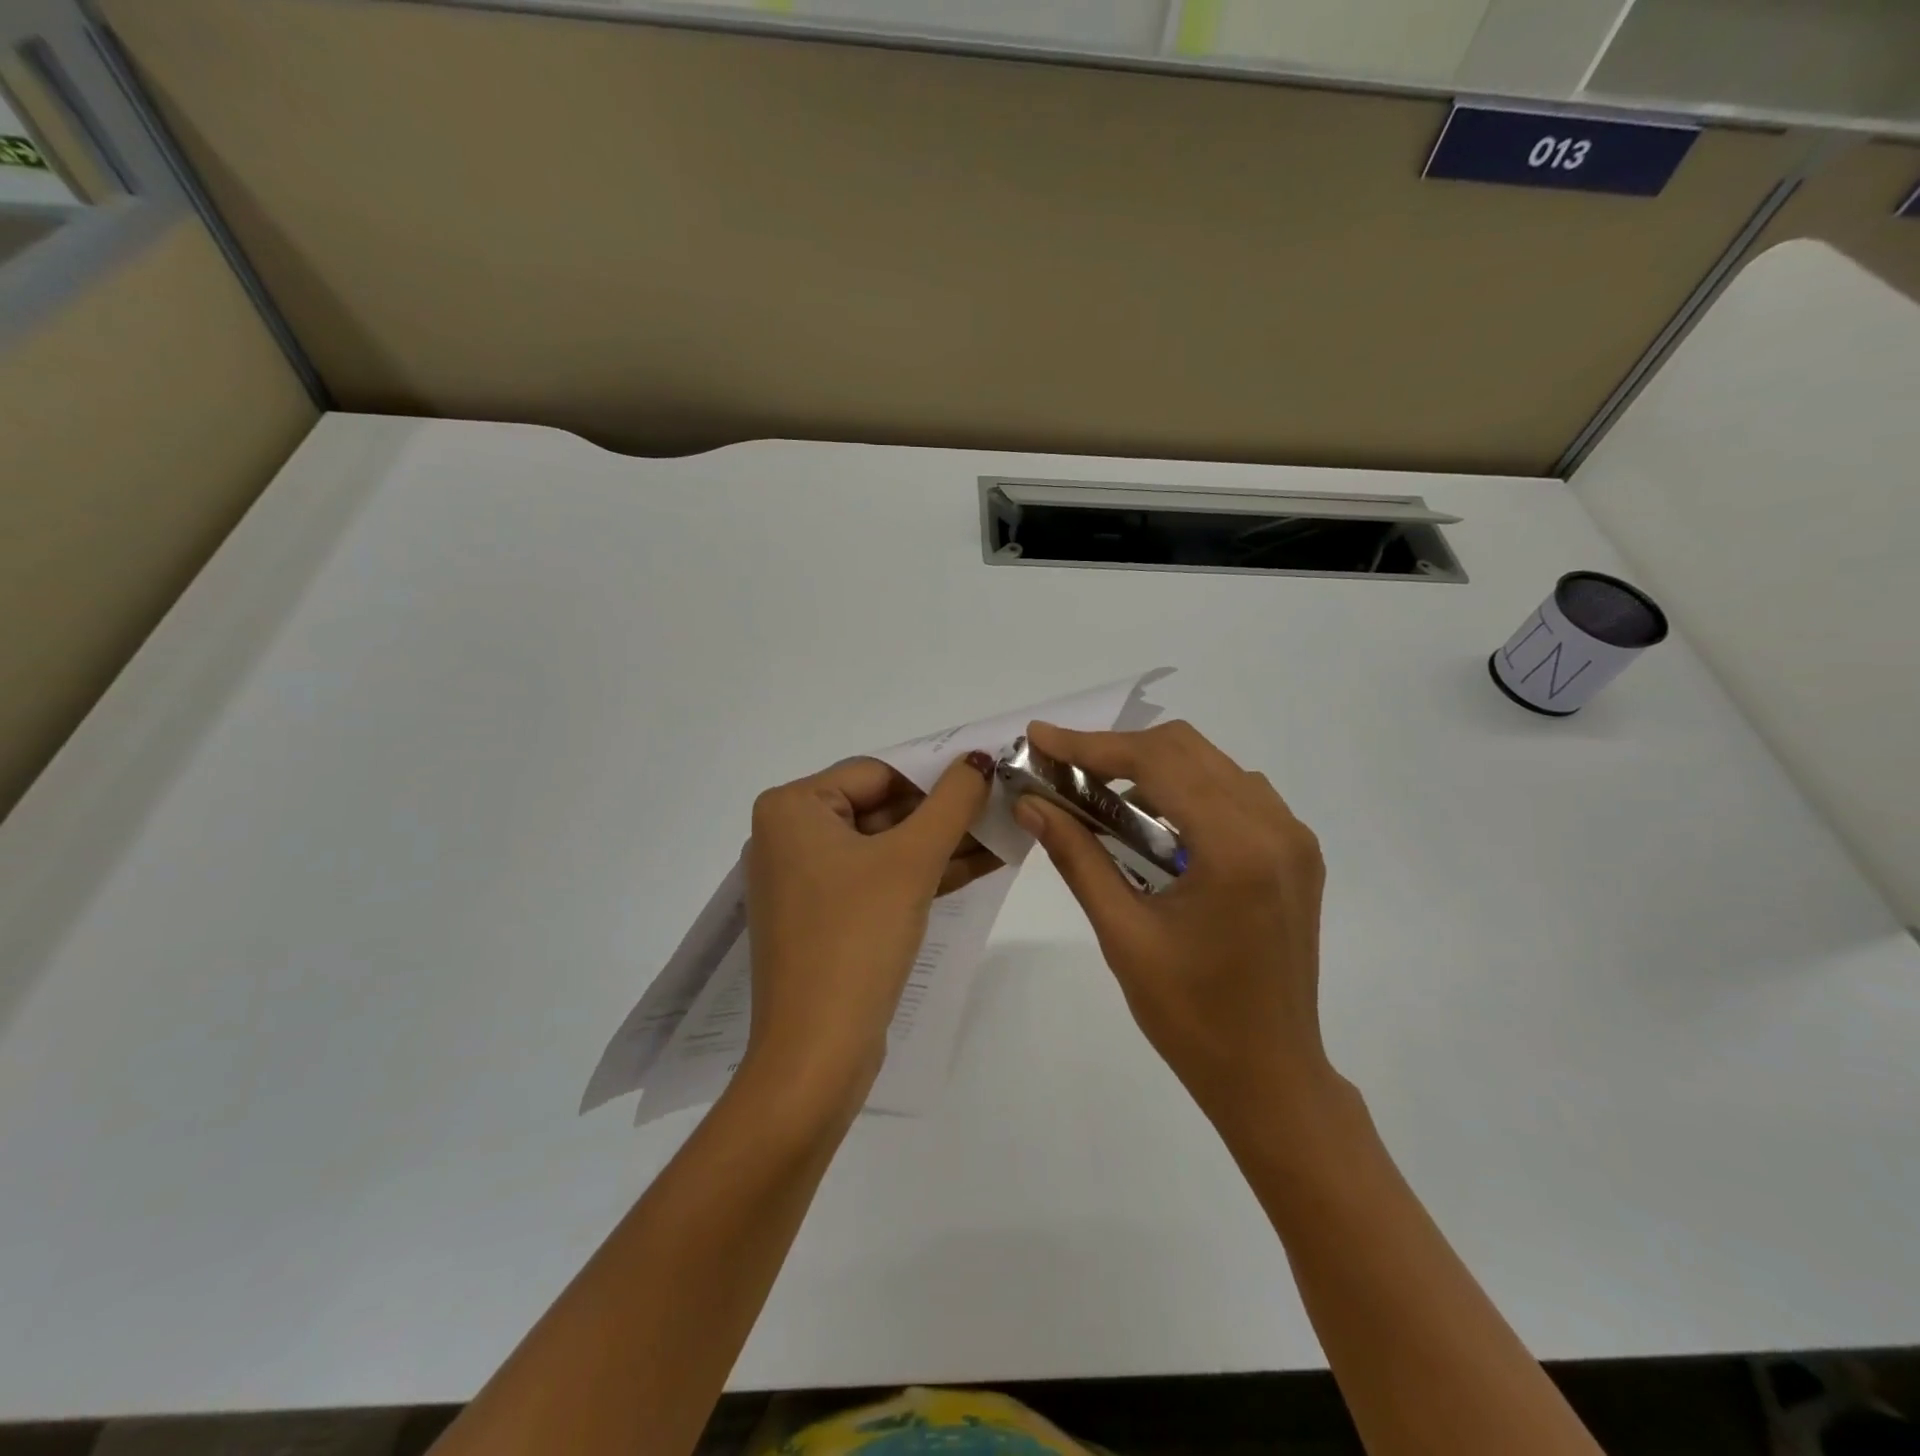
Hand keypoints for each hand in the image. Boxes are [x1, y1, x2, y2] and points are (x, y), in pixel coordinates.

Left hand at [744, 754, 994, 1104]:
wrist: (816, 1054)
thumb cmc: (857, 939)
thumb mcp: (911, 861)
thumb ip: (951, 802)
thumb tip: (980, 759)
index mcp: (793, 808)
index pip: (878, 773)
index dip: (937, 773)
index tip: (990, 775)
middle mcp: (790, 835)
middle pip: (883, 807)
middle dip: (945, 812)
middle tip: (1004, 805)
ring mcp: (807, 879)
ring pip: (886, 845)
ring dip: (944, 843)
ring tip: (1006, 832)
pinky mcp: (826, 916)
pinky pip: (880, 879)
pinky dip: (925, 873)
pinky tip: (982, 864)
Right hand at [1014, 720, 1335, 1129]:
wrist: (1270, 1075)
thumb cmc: (1190, 1016)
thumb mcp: (1122, 933)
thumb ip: (1077, 856)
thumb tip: (1031, 804)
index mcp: (1236, 849)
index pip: (1156, 763)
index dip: (1091, 745)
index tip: (1041, 738)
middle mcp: (1275, 827)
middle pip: (1186, 749)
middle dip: (1117, 751)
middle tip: (1062, 769)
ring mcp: (1293, 838)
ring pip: (1212, 765)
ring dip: (1152, 768)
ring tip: (1099, 796)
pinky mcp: (1295, 853)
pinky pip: (1235, 793)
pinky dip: (1186, 791)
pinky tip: (1152, 822)